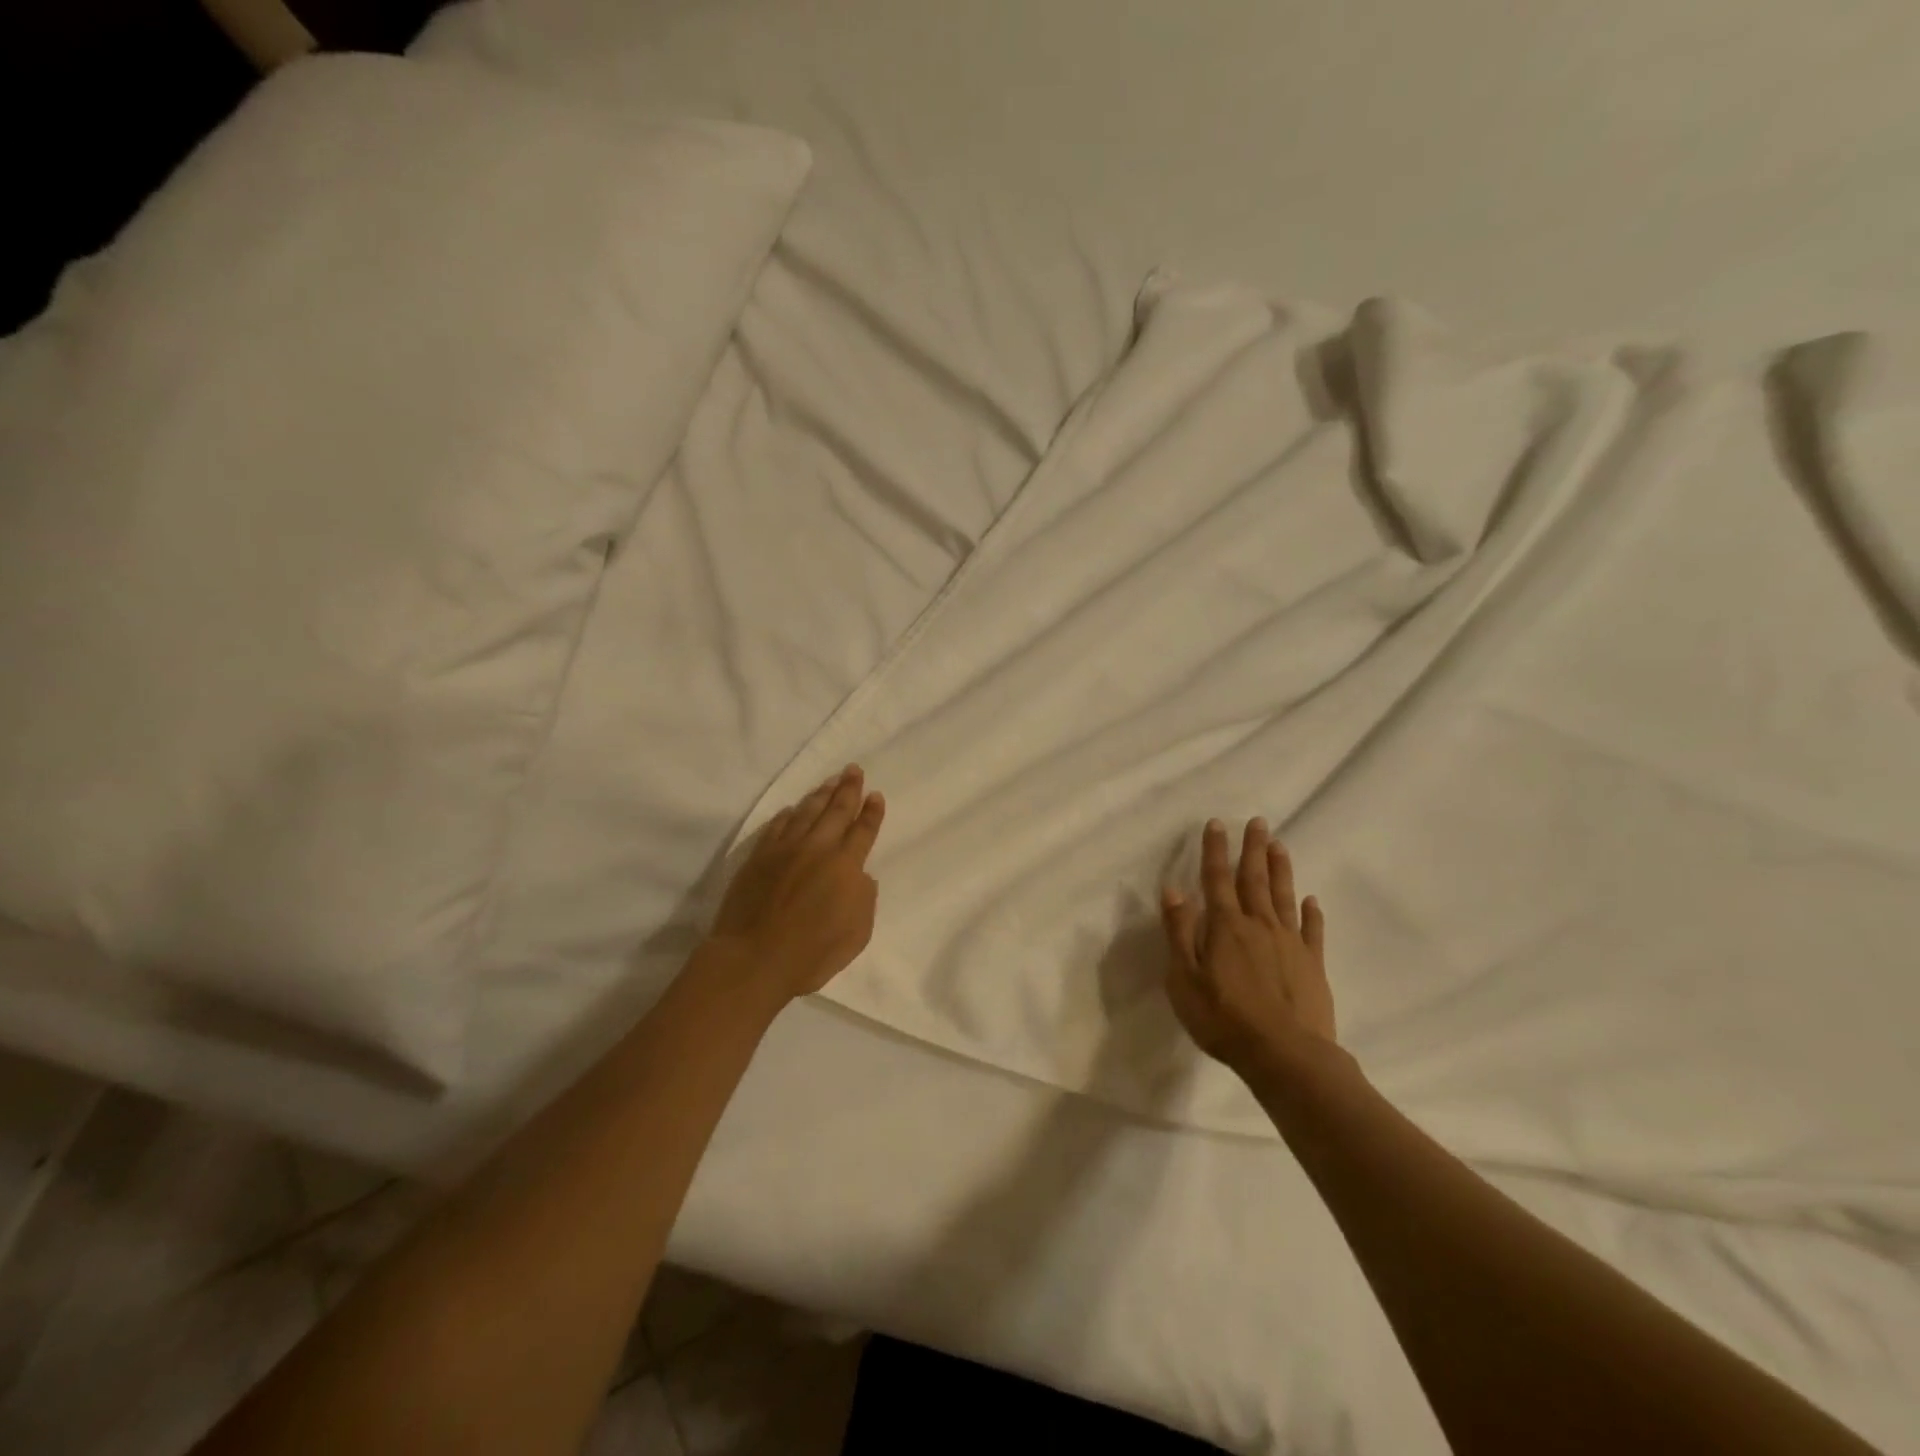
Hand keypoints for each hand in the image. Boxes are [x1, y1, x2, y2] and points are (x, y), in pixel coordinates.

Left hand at [706, 765, 885, 999]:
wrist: (755, 957)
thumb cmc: (813, 953)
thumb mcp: (858, 934)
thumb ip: (864, 900)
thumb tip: (861, 876)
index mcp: (846, 866)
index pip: (863, 831)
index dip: (871, 813)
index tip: (875, 795)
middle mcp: (818, 848)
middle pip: (836, 811)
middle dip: (848, 789)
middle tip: (854, 770)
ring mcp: (785, 849)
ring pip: (807, 812)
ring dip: (821, 794)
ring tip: (831, 780)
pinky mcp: (759, 857)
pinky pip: (777, 826)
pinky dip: (788, 814)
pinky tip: (793, 808)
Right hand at [1161, 818, 1336, 1077]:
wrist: (1286, 1056)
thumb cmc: (1224, 1019)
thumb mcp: (1184, 979)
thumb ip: (1179, 932)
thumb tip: (1174, 890)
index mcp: (1225, 926)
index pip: (1216, 879)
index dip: (1215, 850)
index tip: (1216, 823)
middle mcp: (1258, 925)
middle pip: (1254, 879)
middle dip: (1253, 849)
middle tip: (1258, 822)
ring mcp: (1290, 943)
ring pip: (1283, 897)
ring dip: (1280, 870)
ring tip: (1279, 845)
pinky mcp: (1312, 965)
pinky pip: (1312, 930)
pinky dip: (1311, 912)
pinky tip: (1311, 900)